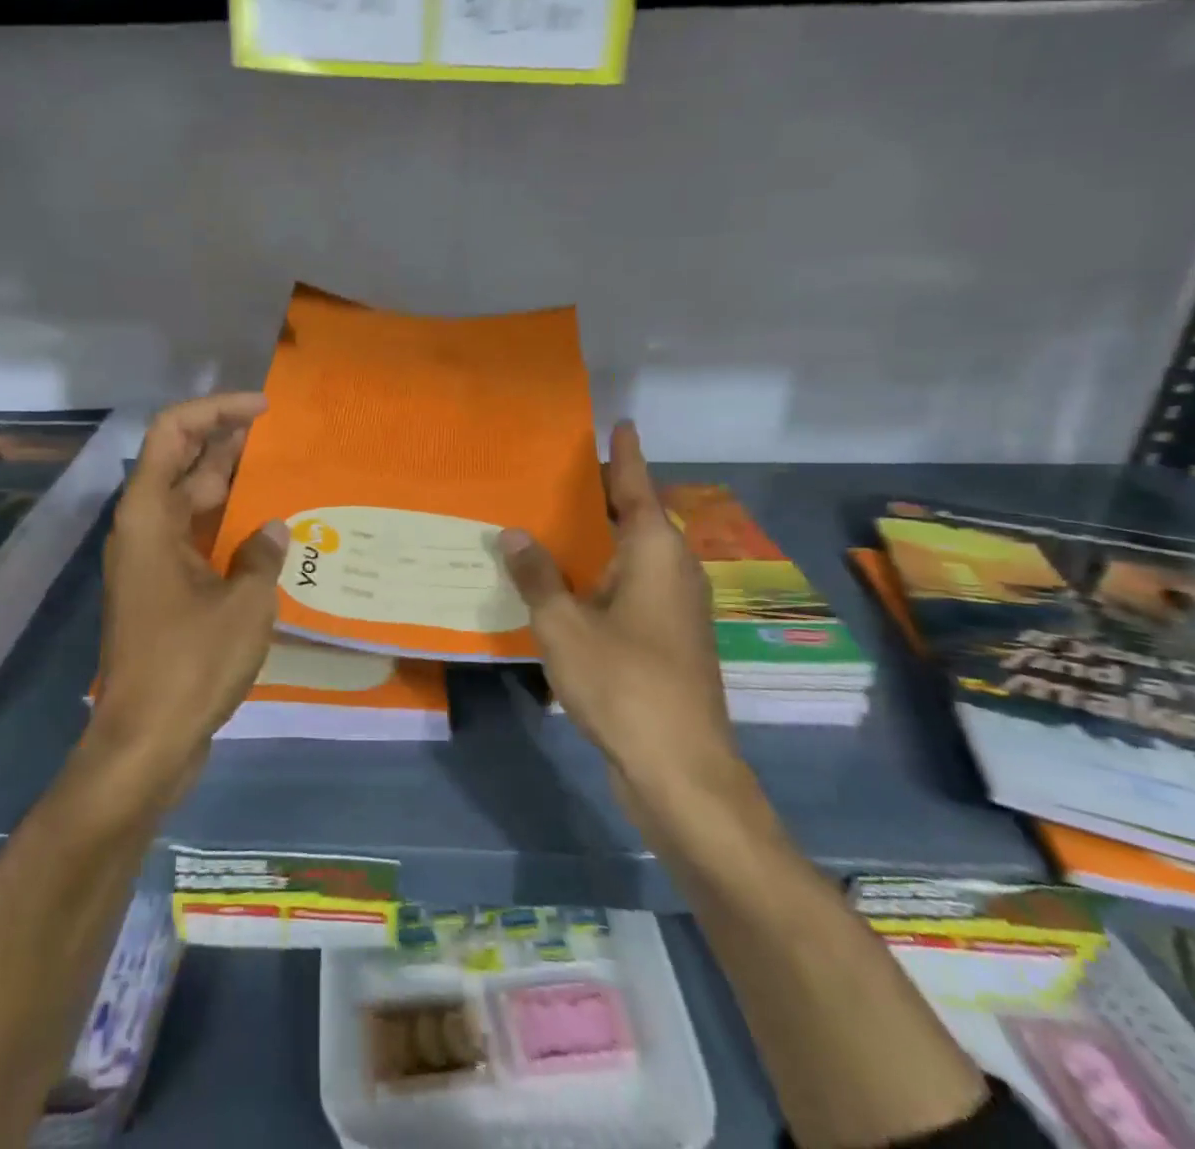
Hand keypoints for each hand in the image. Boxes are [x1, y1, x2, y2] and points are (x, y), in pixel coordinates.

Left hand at [87, 394, 287, 790]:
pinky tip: (268, 533)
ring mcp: (151, 562)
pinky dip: (228, 527)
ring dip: (231, 484)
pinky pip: (197, 539)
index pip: (173, 433)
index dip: (216, 410)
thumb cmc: (191, 664)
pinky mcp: (163, 592)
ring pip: (191, 502)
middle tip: (282, 437)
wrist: (146, 742)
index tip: (264, 409)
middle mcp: (143, 530)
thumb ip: (262, 555)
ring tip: (283, 473)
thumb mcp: (244, 603)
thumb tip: (274, 530)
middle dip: (228, 442)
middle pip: (182, 463)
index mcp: (149, 516)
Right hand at [499, 423, 747, 834]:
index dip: (625, 455)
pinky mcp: (664, 640)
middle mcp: (670, 571)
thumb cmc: (625, 683)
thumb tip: (514, 533)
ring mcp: (671, 609)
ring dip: (595, 538)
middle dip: (601, 495)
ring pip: (629, 557)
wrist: (680, 770)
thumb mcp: (565, 625)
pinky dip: (596, 575)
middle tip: (554, 470)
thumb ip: (538, 575)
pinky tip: (560, 583)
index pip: (637, 487)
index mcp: (655, 553)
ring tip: (548, 519)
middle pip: (635, 518)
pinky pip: (625, 589)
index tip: (619, 423)